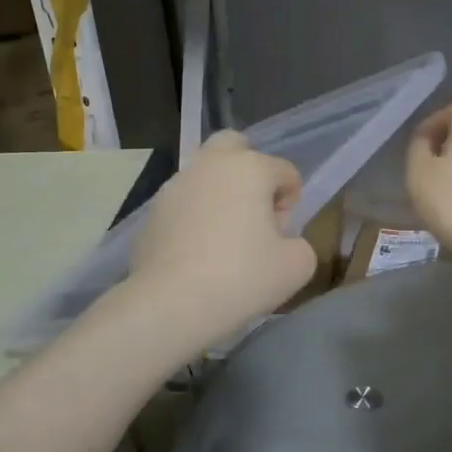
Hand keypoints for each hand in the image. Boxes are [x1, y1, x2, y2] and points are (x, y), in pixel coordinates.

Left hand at [126, 131, 317, 348]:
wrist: (171, 304)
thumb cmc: (242, 278)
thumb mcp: (297, 266)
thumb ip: (300, 244)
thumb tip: (282, 242)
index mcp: (250, 168)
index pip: (285, 171)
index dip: (291, 202)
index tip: (282, 235)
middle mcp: (209, 165)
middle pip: (234, 146)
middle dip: (249, 171)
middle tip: (254, 212)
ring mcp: (174, 186)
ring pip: (204, 175)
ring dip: (219, 194)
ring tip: (224, 238)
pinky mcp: (151, 212)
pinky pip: (182, 204)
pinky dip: (194, 217)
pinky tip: (197, 253)